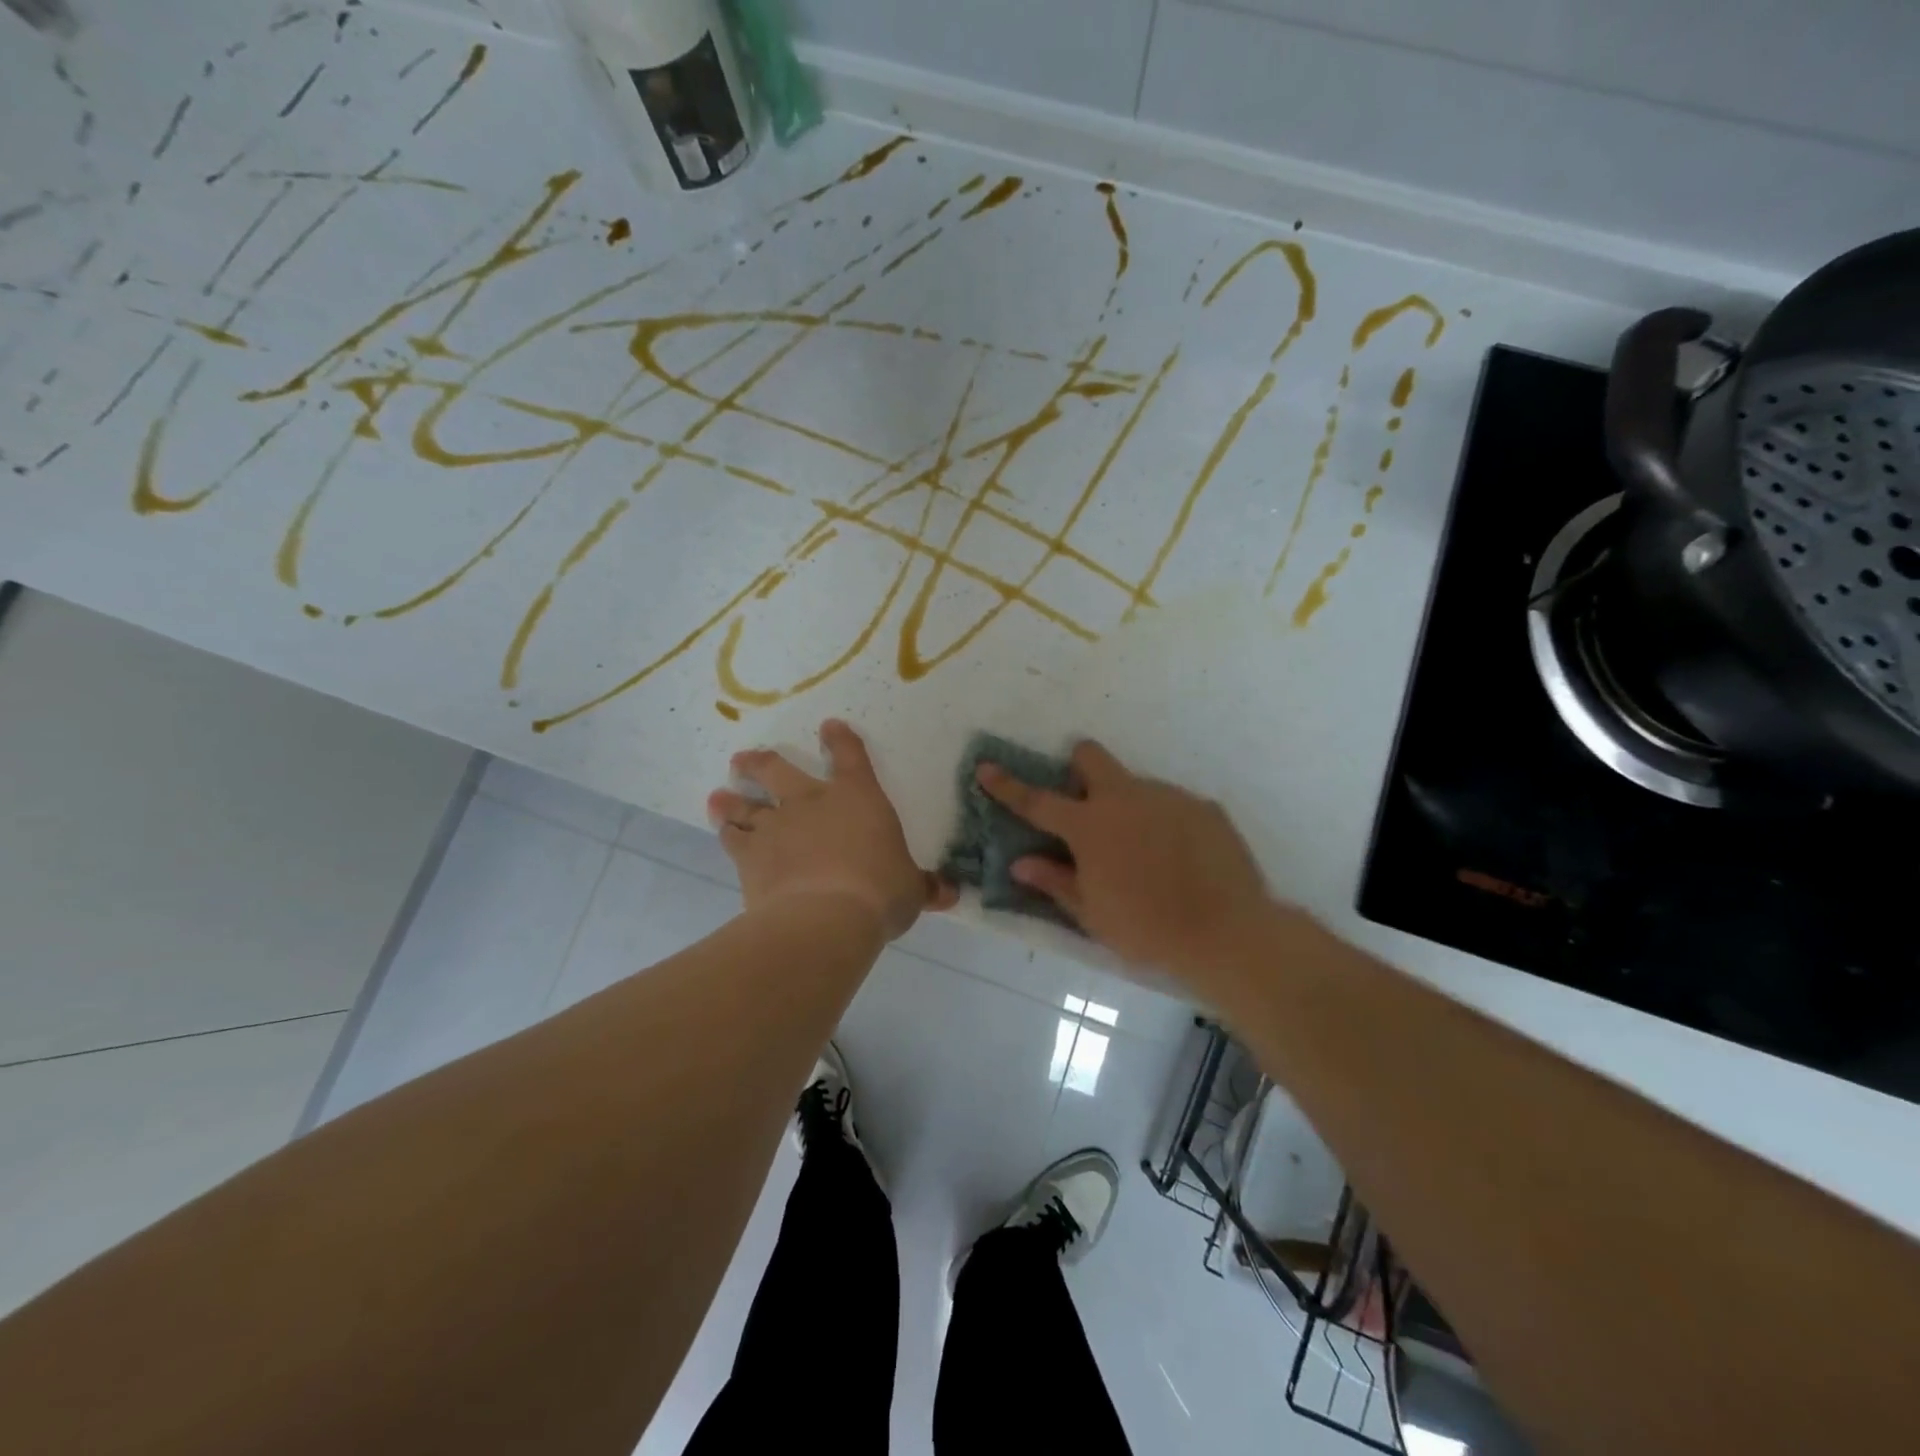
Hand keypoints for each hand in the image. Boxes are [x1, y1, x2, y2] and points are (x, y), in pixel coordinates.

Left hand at [708, 719, 956, 940]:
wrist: (826, 917)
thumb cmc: (879, 893)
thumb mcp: (910, 891)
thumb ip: (924, 887)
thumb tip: (949, 894)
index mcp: (857, 798)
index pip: (850, 757)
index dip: (840, 739)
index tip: (829, 727)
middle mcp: (811, 802)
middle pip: (778, 770)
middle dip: (760, 763)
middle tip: (744, 759)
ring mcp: (776, 826)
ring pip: (746, 803)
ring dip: (732, 798)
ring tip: (720, 795)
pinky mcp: (750, 856)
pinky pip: (732, 837)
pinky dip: (726, 832)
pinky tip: (721, 831)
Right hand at [978, 741, 1273, 979]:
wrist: (1227, 933)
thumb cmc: (1146, 929)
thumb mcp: (1091, 914)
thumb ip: (1054, 881)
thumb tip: (1020, 863)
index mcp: (1090, 826)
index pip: (1037, 801)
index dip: (1007, 785)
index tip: (986, 768)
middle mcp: (1127, 798)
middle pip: (1091, 757)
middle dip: (1079, 769)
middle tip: (1085, 805)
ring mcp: (1169, 798)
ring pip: (1136, 786)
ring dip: (1128, 808)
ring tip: (1145, 855)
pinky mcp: (1204, 808)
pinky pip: (1173, 806)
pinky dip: (1165, 825)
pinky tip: (1179, 861)